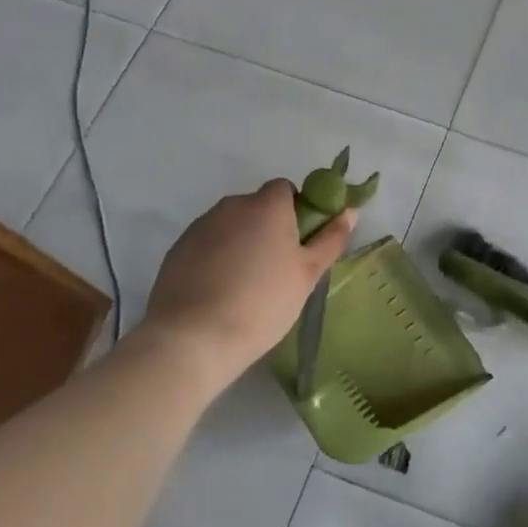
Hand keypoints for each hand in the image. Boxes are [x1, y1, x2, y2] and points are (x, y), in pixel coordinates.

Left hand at [141, 180, 355, 380]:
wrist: (195, 337)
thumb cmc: (264, 302)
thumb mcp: (308, 274)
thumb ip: (331, 239)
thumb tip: (350, 211)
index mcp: (267, 206)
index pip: (285, 189)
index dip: (296, 211)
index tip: (299, 243)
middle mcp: (232, 206)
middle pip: (257, 207)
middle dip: (268, 229)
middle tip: (277, 269)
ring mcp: (200, 226)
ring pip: (230, 226)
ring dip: (241, 243)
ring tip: (245, 286)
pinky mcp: (177, 249)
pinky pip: (206, 245)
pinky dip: (216, 259)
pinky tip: (219, 292)